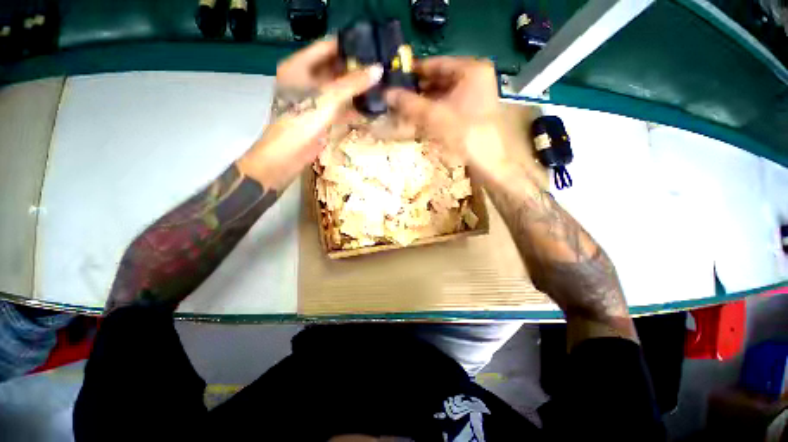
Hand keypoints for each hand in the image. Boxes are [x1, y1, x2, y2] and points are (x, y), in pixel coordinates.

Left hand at [237, 39, 382, 190]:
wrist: (287, 155)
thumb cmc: (301, 121)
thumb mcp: (328, 98)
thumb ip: (353, 83)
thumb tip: (378, 70)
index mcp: (299, 66)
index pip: (327, 47)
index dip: (348, 45)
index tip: (372, 46)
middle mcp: (306, 79)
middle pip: (334, 68)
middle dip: (356, 69)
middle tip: (380, 68)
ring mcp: (314, 100)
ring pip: (339, 89)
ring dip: (356, 89)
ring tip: (379, 85)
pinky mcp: (321, 117)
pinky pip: (340, 107)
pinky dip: (353, 108)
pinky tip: (370, 107)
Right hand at [385, 57, 522, 182]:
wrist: (490, 162)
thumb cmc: (465, 134)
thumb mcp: (435, 116)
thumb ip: (410, 104)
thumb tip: (386, 93)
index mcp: (471, 70)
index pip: (436, 63)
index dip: (414, 71)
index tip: (395, 79)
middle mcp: (475, 78)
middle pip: (440, 79)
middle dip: (418, 90)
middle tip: (397, 97)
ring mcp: (475, 96)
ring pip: (443, 95)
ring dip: (424, 102)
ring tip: (404, 109)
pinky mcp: (472, 112)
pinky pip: (448, 107)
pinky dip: (434, 112)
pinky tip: (420, 119)